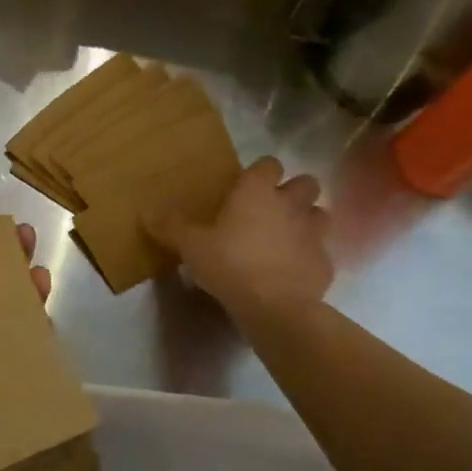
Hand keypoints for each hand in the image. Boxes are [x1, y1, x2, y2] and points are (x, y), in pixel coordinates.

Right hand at [147, 157, 331, 319]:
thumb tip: (146, 213)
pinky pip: (321, 252)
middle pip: (306, 182)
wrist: (275, 307)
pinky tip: (294, 272)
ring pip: (320, 214)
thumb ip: (171, 227)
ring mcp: (314, 233)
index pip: (268, 163)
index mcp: (257, 191)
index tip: (247, 186)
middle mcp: (291, 204)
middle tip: (272, 210)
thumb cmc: (230, 264)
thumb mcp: (191, 246)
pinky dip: (310, 258)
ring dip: (307, 221)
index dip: (260, 172)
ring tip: (288, 238)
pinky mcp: (326, 263)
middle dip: (294, 192)